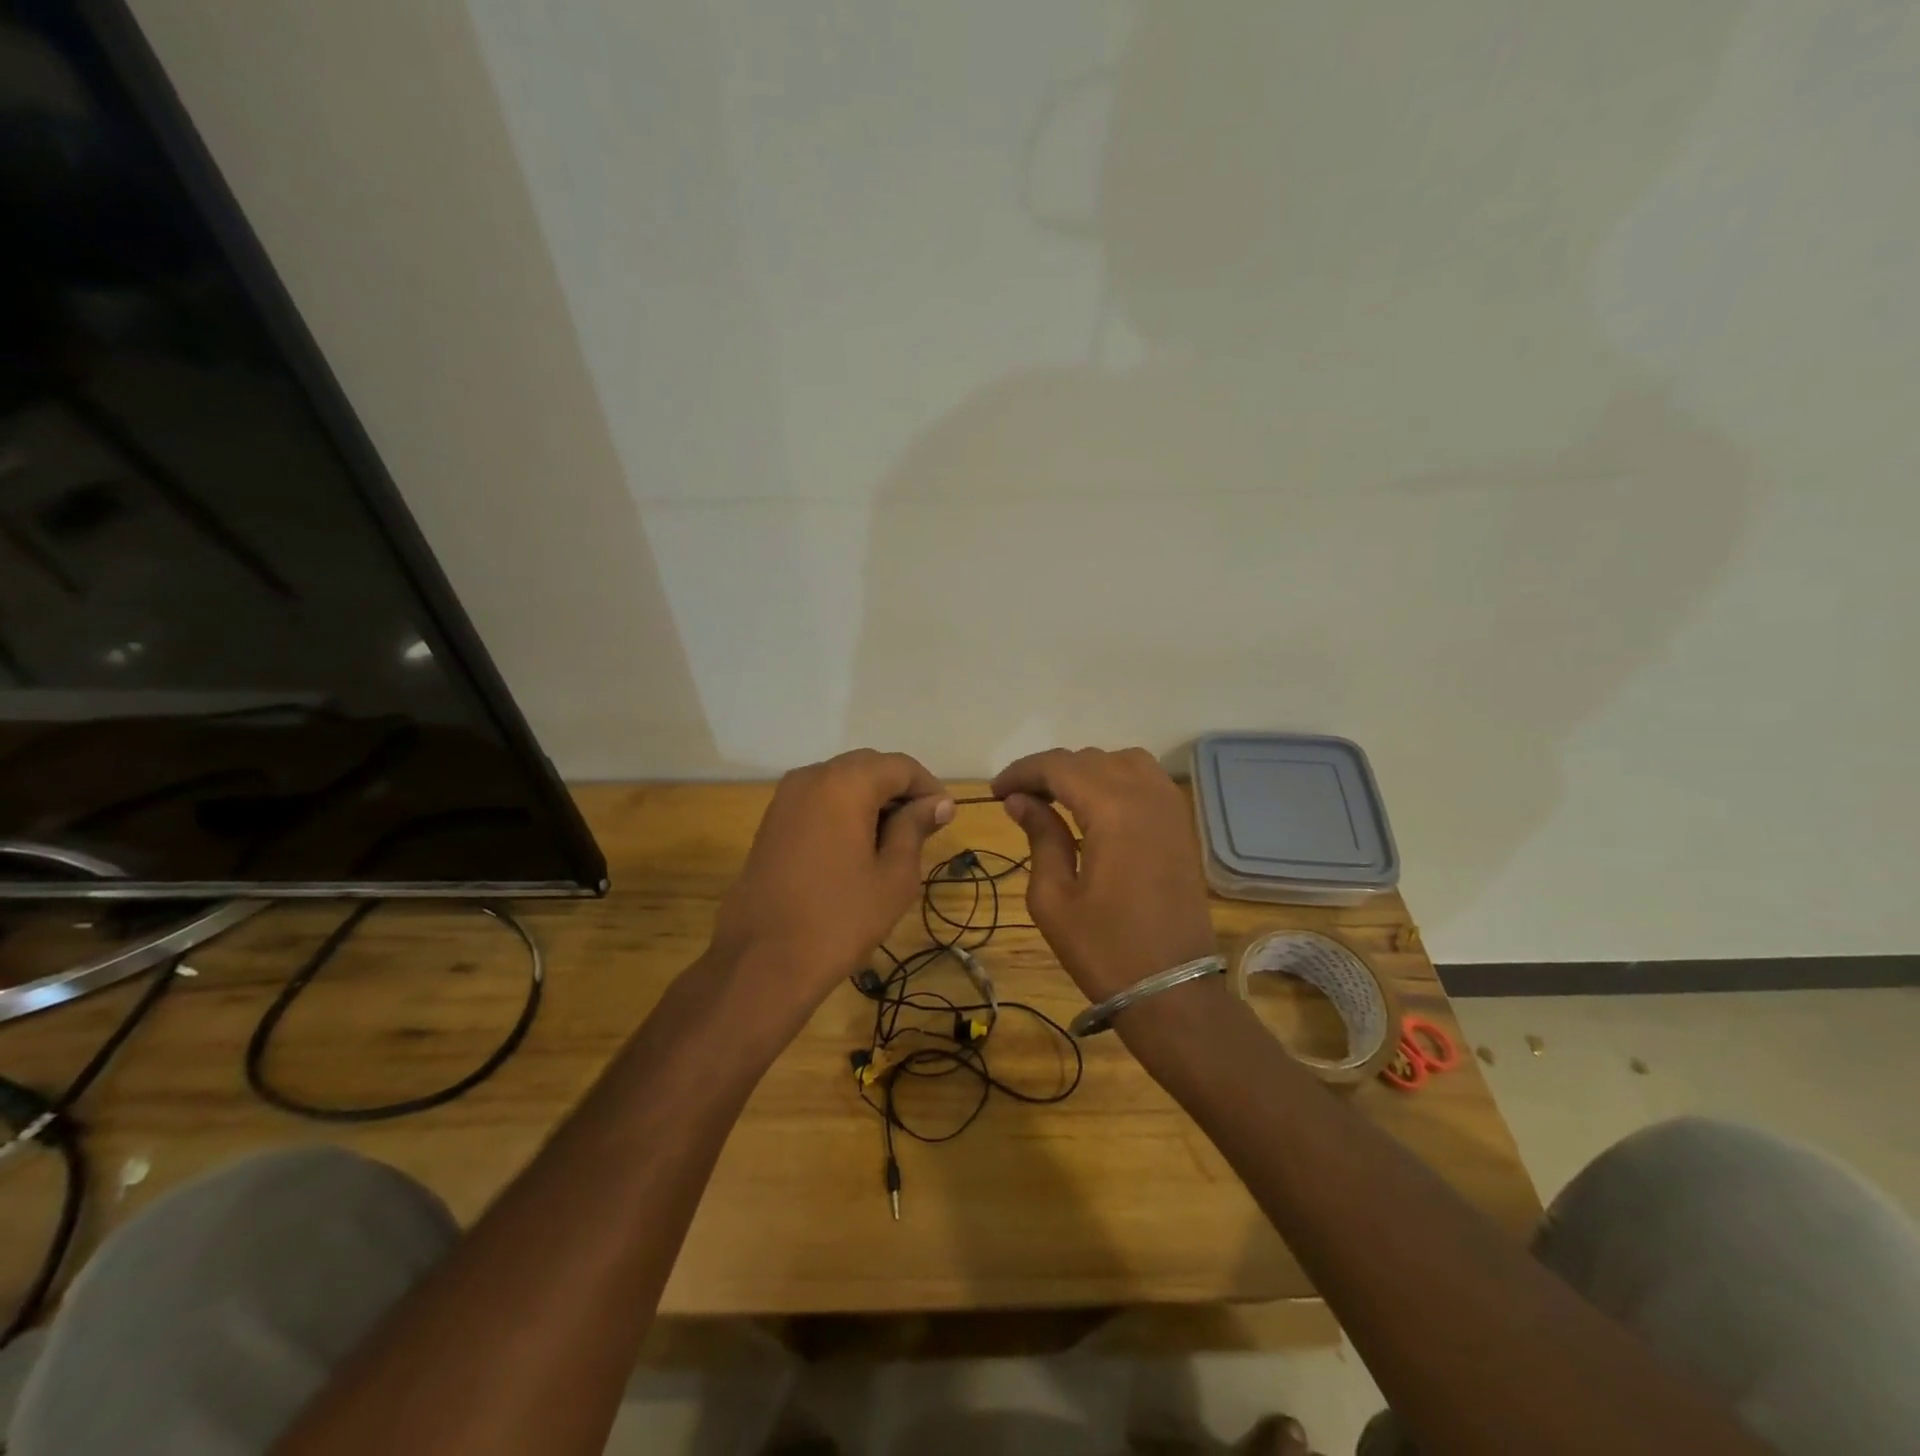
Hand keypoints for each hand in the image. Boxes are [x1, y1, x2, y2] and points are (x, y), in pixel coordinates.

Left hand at [710, 750, 951, 1012]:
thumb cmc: (839, 919)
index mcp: (846, 784)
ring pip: (841, 780)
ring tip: (891, 840)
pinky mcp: (772, 820)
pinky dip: (844, 810)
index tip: (944, 819)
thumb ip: (915, 829)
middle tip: (922, 829)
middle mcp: (812, 776)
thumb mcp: (894, 876)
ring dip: (871, 799)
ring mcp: (786, 797)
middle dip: (899, 790)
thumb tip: (938, 803)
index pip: (900, 766)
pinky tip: (856, 846)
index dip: (928, 788)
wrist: (762, 961)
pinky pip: (818, 799)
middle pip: (869, 766)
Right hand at [991, 747, 1217, 1004]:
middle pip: (1090, 759)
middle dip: (1050, 771)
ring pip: (1123, 761)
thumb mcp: (1054, 898)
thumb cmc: (1105, 950)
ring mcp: (1171, 808)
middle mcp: (1146, 796)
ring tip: (1059, 798)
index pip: (1059, 767)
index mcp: (1112, 810)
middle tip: (1020, 799)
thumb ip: (1040, 837)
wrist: (1172, 990)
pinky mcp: (1182, 825)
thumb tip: (1020, 800)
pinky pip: (1148, 780)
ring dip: (1087, 770)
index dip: (1022, 772)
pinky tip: (1098, 807)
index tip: (996, 792)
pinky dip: (1117, 779)